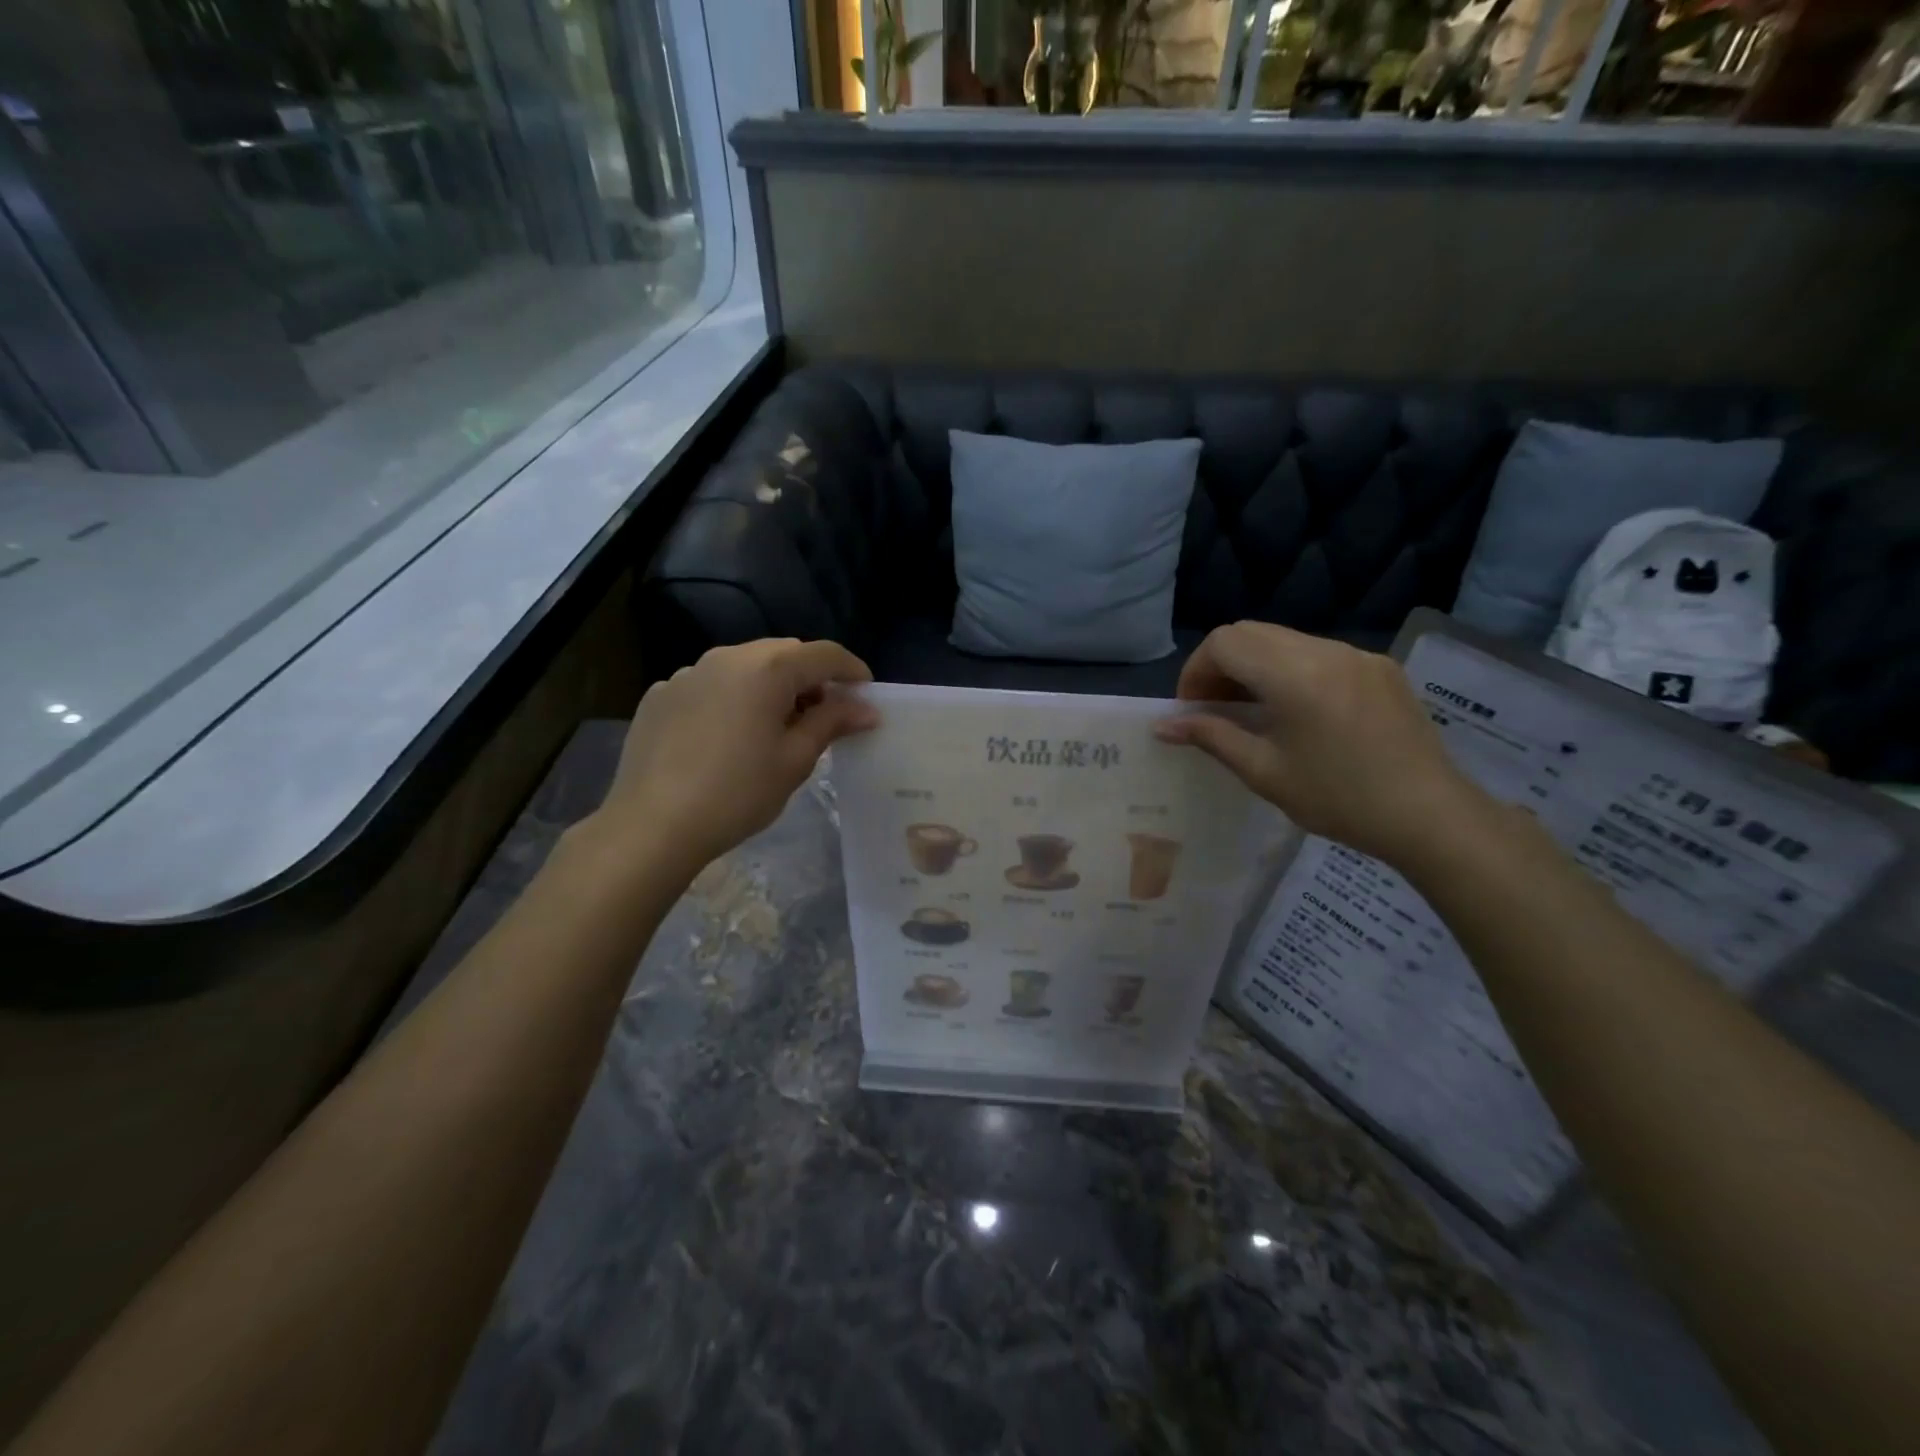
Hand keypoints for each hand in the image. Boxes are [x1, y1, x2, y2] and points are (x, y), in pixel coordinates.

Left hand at [597, 639, 876, 873]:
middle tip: (824, 715)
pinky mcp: (661, 695)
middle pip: (783, 654)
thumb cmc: (738, 793)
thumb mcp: (795, 759)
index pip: (824, 654)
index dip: (852, 670)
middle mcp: (727, 657)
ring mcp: (688, 673)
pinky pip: (710, 685)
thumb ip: (832, 722)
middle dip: (810, 678)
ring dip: (770, 686)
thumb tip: (865, 708)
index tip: (866, 695)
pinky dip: (732, 698)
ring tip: (775, 727)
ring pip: (745, 667)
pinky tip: (728, 737)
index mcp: (767, 668)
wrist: (653, 825)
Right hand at [1154, 622, 1487, 865]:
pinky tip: (1298, 712)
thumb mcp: (1264, 771)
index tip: (1193, 710)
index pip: (1224, 643)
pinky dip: (1290, 670)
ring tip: (1253, 711)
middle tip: (1215, 709)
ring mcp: (1357, 655)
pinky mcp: (1379, 667)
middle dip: (1221, 665)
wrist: (1429, 815)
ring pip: (1284, 639)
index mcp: (1293, 674)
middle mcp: (1325, 650)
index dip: (1196, 671)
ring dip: (1255, 666)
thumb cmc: (1338, 799)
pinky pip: (1318, 653)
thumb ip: (1211, 737)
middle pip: (1250, 632)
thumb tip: (1163, 725)